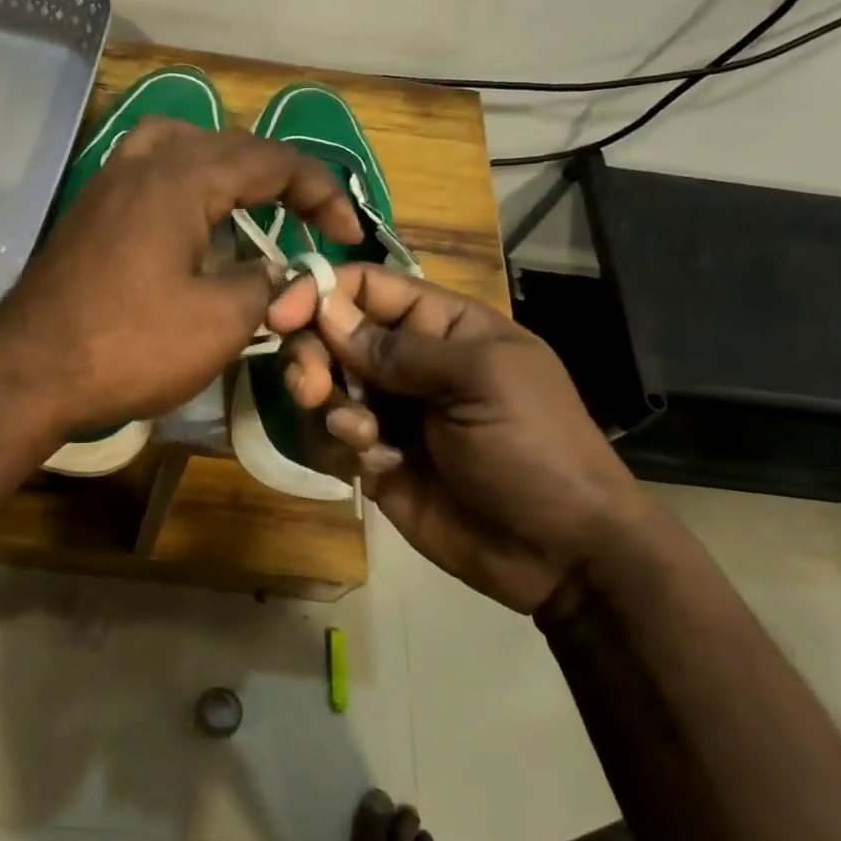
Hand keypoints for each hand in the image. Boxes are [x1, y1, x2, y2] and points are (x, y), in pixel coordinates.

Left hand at [0, 119, 359, 434]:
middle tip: (310, 219)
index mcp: (181, 178)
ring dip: (226, 169)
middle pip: (228, 146)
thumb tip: (281, 274)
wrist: (29, 373)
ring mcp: (107, 185)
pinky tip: (192, 224)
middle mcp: (142, 164)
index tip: (348, 234)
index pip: (272, 161)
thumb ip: (265, 286)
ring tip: (251, 202)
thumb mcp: (219, 321)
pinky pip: (148, 173)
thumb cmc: (129, 346)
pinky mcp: (88, 213)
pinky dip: (184, 184)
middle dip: (279, 178)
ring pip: (180, 147)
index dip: (322, 192)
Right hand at [269, 265, 651, 612]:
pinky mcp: (369, 458)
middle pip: (328, 335)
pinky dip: (337, 448)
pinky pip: (325, 438)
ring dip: (328, 408)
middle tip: (310, 388)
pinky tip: (376, 468)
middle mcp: (404, 361)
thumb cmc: (535, 448)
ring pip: (319, 387)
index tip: (280, 315)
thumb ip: (402, 347)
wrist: (560, 553)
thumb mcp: (482, 381)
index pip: (364, 287)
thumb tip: (327, 312)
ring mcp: (385, 411)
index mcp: (439, 325)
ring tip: (364, 439)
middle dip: (311, 357)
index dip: (318, 291)